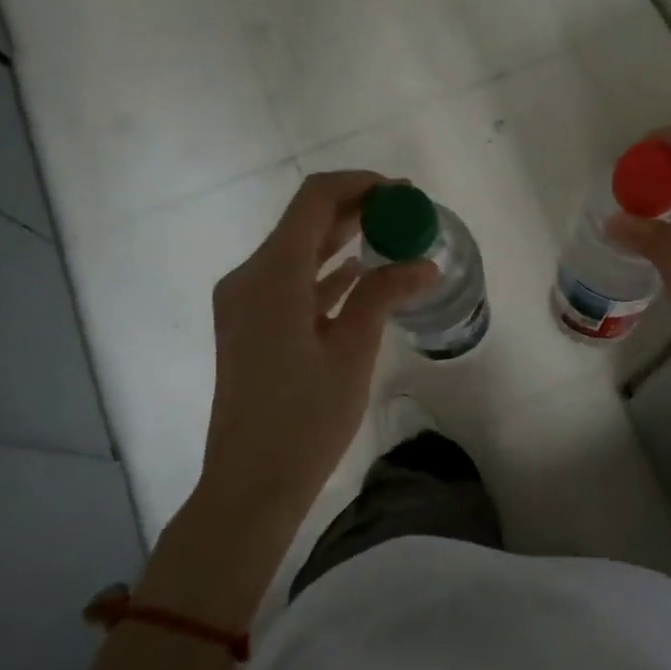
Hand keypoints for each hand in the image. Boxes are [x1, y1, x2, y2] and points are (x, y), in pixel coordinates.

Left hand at [195, 170, 435, 537]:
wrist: (249, 485)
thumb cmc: (304, 420)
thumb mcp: (352, 352)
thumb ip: (384, 295)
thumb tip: (425, 263)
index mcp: (272, 275)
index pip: (315, 199)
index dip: (360, 185)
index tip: (403, 193)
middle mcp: (250, 277)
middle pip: (305, 221)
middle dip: (357, 209)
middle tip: (406, 212)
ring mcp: (245, 302)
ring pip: (298, 250)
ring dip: (342, 238)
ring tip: (393, 236)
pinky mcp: (250, 326)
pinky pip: (291, 281)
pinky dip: (325, 270)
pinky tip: (359, 272)